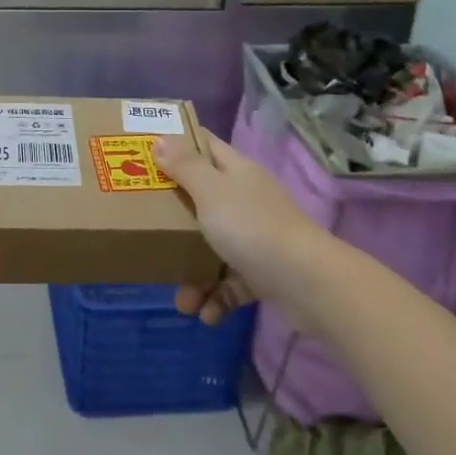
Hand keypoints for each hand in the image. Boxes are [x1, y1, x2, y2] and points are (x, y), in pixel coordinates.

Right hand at [154, 131, 328, 324]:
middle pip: (204, 199)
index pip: (205, 145)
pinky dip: (216, 298)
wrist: (309, 283)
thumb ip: (185, 166)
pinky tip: (205, 315)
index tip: (146, 152)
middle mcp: (247, 199)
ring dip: (194, 273)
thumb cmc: (251, 227)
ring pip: (214, 246)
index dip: (177, 144)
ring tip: (181, 301)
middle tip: (146, 226)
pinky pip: (232, 282)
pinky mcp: (265, 271)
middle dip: (174, 218)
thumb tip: (163, 138)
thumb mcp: (211, 191)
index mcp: (236, 171)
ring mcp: (258, 236)